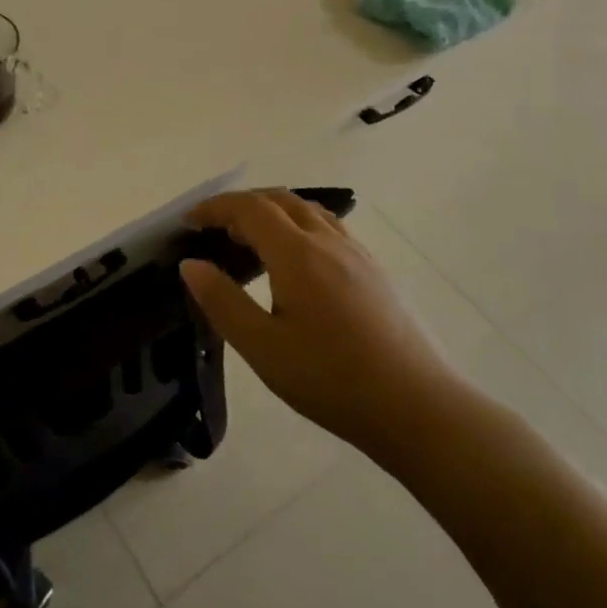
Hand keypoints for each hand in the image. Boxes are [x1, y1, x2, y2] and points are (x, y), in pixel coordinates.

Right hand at [179, 191, 456, 451]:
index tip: (189, 221)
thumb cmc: (331, 380)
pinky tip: (297, 260)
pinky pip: (330, 228)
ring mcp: (358, 254)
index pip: (249, 208)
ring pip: (308, 211)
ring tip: (251, 240)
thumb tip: (191, 264)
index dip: (216, 207)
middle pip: (280, 200)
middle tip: (215, 229)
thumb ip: (223, 301)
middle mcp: (328, 241)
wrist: (417, 407)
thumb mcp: (263, 348)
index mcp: (297, 254)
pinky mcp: (375, 271)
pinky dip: (300, 225)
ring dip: (273, 211)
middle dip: (242, 205)